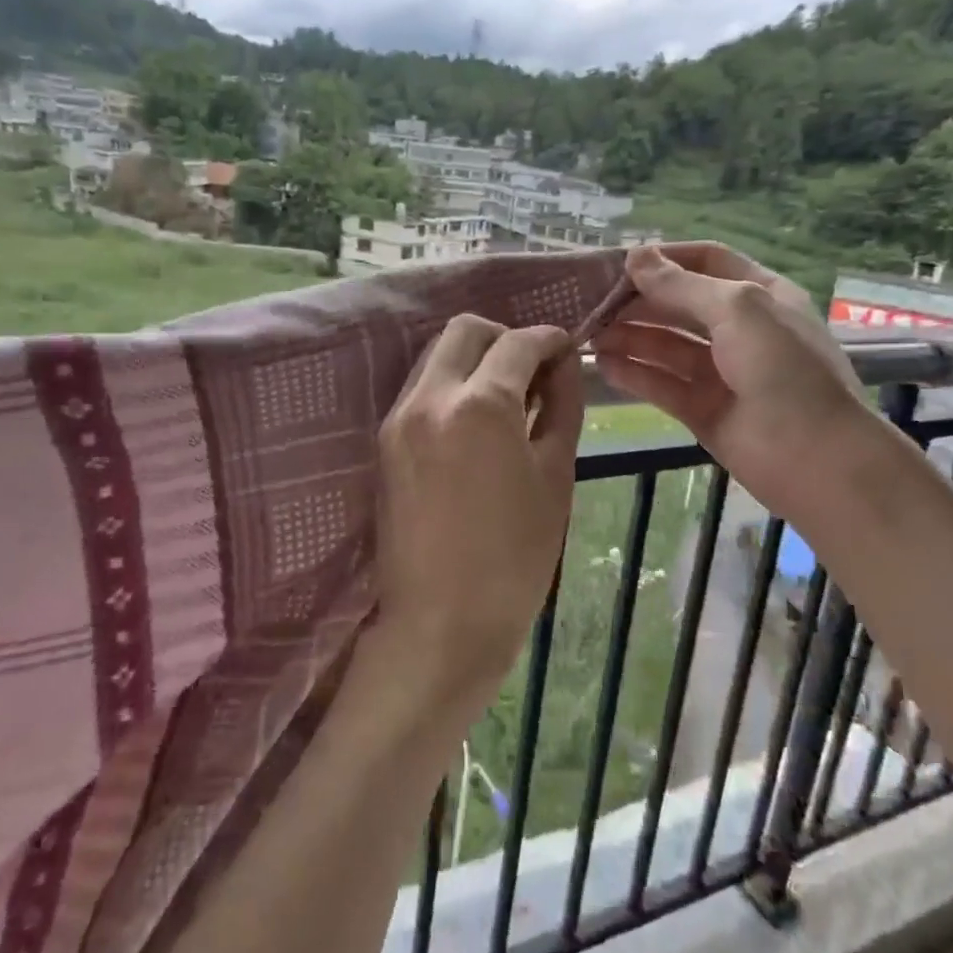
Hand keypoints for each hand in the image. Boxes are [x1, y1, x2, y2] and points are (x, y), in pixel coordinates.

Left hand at [375, 315, 583, 717]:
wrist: (442, 621)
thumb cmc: (516, 557)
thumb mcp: (555, 476)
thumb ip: (561, 407)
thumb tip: (562, 365)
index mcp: (480, 406)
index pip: (517, 343)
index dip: (549, 340)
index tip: (568, 350)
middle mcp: (429, 398)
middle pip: (464, 331)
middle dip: (504, 338)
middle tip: (533, 372)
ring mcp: (398, 419)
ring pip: (436, 356)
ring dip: (474, 360)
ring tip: (506, 400)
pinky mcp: (384, 442)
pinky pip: (420, 389)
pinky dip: (451, 386)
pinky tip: (475, 423)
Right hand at [591, 243, 864, 516]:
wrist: (814, 457)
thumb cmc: (783, 369)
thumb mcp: (738, 310)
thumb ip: (682, 285)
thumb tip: (636, 256)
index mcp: (760, 295)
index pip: (707, 262)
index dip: (665, 258)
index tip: (619, 261)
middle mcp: (740, 329)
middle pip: (680, 304)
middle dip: (638, 300)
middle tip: (591, 302)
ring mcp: (720, 372)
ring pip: (666, 346)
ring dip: (629, 337)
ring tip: (588, 334)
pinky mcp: (702, 410)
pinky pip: (662, 384)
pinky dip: (634, 374)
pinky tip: (603, 366)